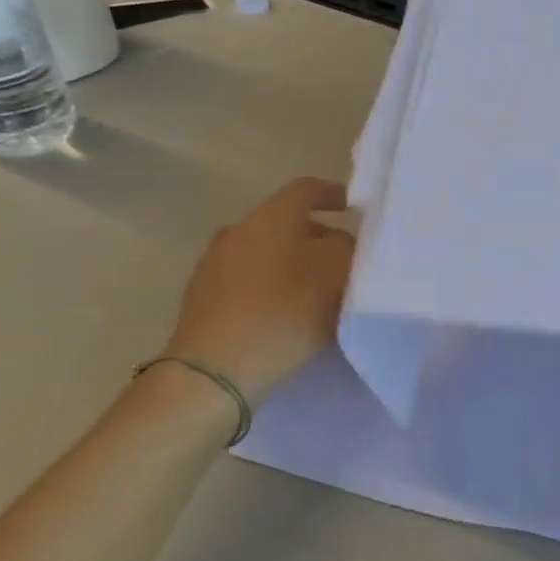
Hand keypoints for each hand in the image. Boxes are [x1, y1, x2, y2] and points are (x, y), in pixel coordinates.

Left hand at [164, 178, 354, 399]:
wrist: (216, 371)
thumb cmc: (285, 311)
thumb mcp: (338, 272)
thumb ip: (347, 246)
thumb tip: (338, 242)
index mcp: (271, 216)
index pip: (306, 188)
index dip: (334, 194)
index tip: (356, 210)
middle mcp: (238, 230)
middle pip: (286, 223)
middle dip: (318, 237)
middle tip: (345, 260)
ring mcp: (214, 265)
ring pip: (266, 252)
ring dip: (293, 264)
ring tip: (318, 292)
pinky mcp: (203, 299)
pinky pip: (248, 281)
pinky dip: (272, 288)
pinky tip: (286, 314)